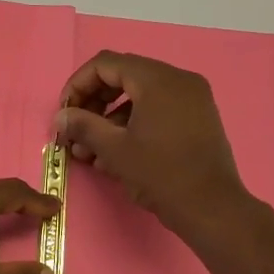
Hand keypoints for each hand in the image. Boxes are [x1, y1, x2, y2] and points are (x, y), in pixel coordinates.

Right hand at [55, 50, 253, 242]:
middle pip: (122, 76)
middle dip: (93, 103)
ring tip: (88, 151)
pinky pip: (157, 109)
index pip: (106, 64)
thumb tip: (61, 116)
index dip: (78, 85)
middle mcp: (178, 80)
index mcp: (158, 80)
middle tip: (75, 130)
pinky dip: (132, 123)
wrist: (212, 208)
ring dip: (110, 118)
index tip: (65, 113)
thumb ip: (83, 125)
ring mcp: (192, 98)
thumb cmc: (160, 174)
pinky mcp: (197, 118)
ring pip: (139, 95)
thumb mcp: (114, 149)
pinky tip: (113, 155)